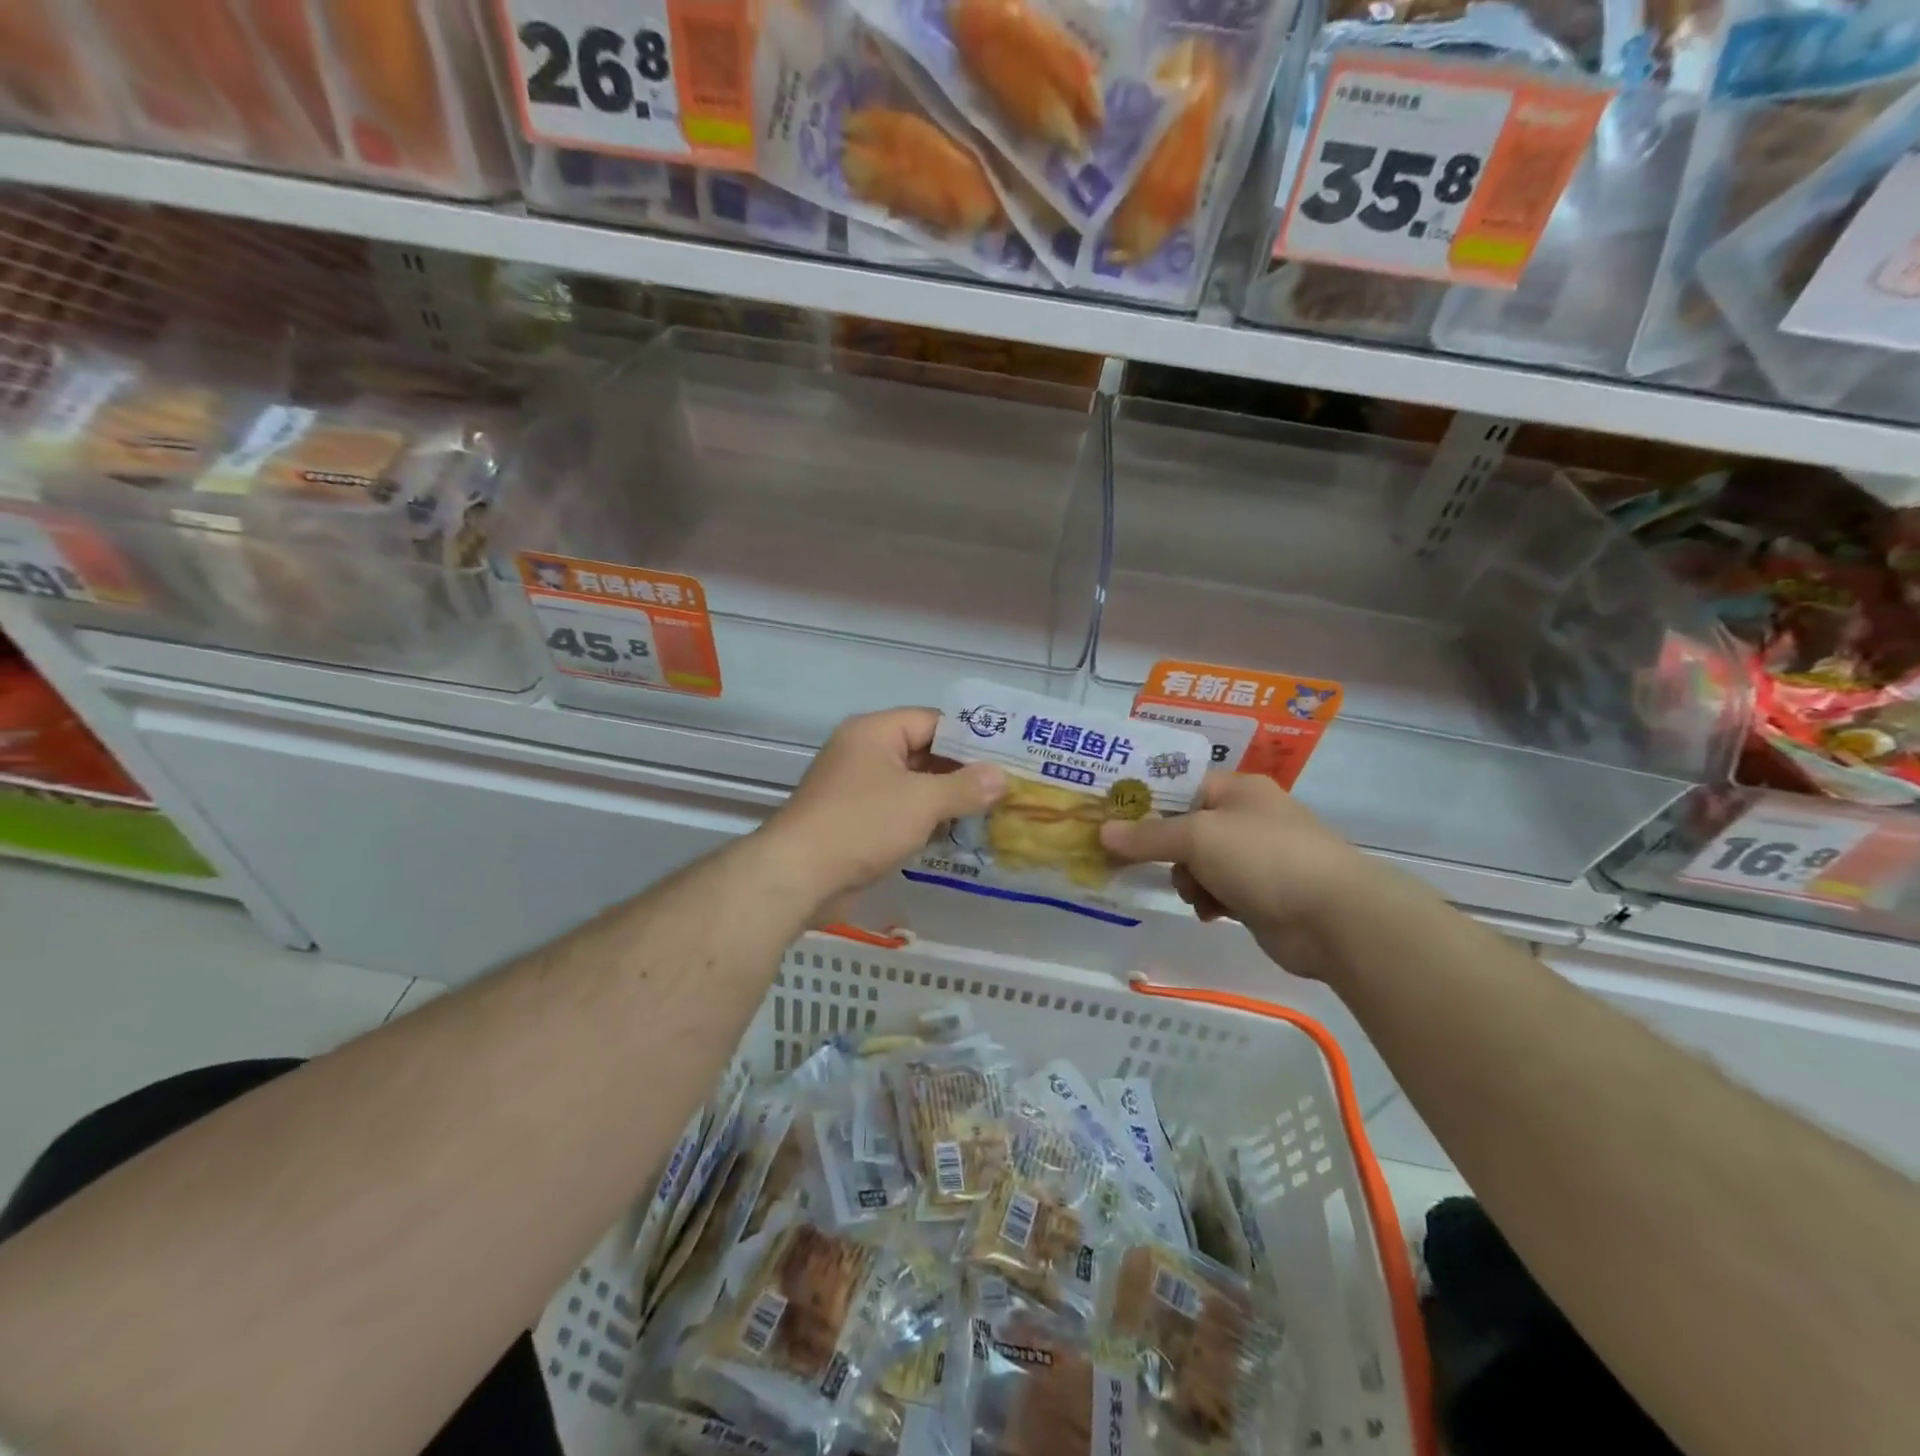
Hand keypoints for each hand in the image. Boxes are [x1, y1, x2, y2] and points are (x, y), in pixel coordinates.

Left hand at [763, 707, 1005, 907]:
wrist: (798, 876)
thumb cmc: (861, 825)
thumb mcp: (922, 802)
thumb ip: (965, 787)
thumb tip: (1001, 777)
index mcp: (875, 732)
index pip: (933, 721)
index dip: (971, 737)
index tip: (1008, 755)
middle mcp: (864, 753)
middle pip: (924, 753)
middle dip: (964, 772)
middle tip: (1007, 786)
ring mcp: (857, 788)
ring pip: (913, 785)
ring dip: (947, 799)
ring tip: (992, 811)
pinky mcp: (855, 821)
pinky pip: (899, 811)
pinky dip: (925, 820)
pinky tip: (957, 834)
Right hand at [1098, 772, 1385, 979]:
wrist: (1333, 917)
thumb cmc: (1263, 858)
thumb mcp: (1197, 838)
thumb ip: (1148, 836)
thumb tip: (1102, 832)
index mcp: (1237, 789)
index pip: (1181, 783)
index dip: (1146, 799)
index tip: (1112, 815)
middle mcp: (1246, 817)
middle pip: (1185, 827)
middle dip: (1165, 848)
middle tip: (1134, 861)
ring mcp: (1256, 857)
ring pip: (1197, 863)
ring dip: (1188, 880)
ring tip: (1197, 894)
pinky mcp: (1260, 893)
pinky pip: (1216, 890)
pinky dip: (1209, 900)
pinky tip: (1212, 912)